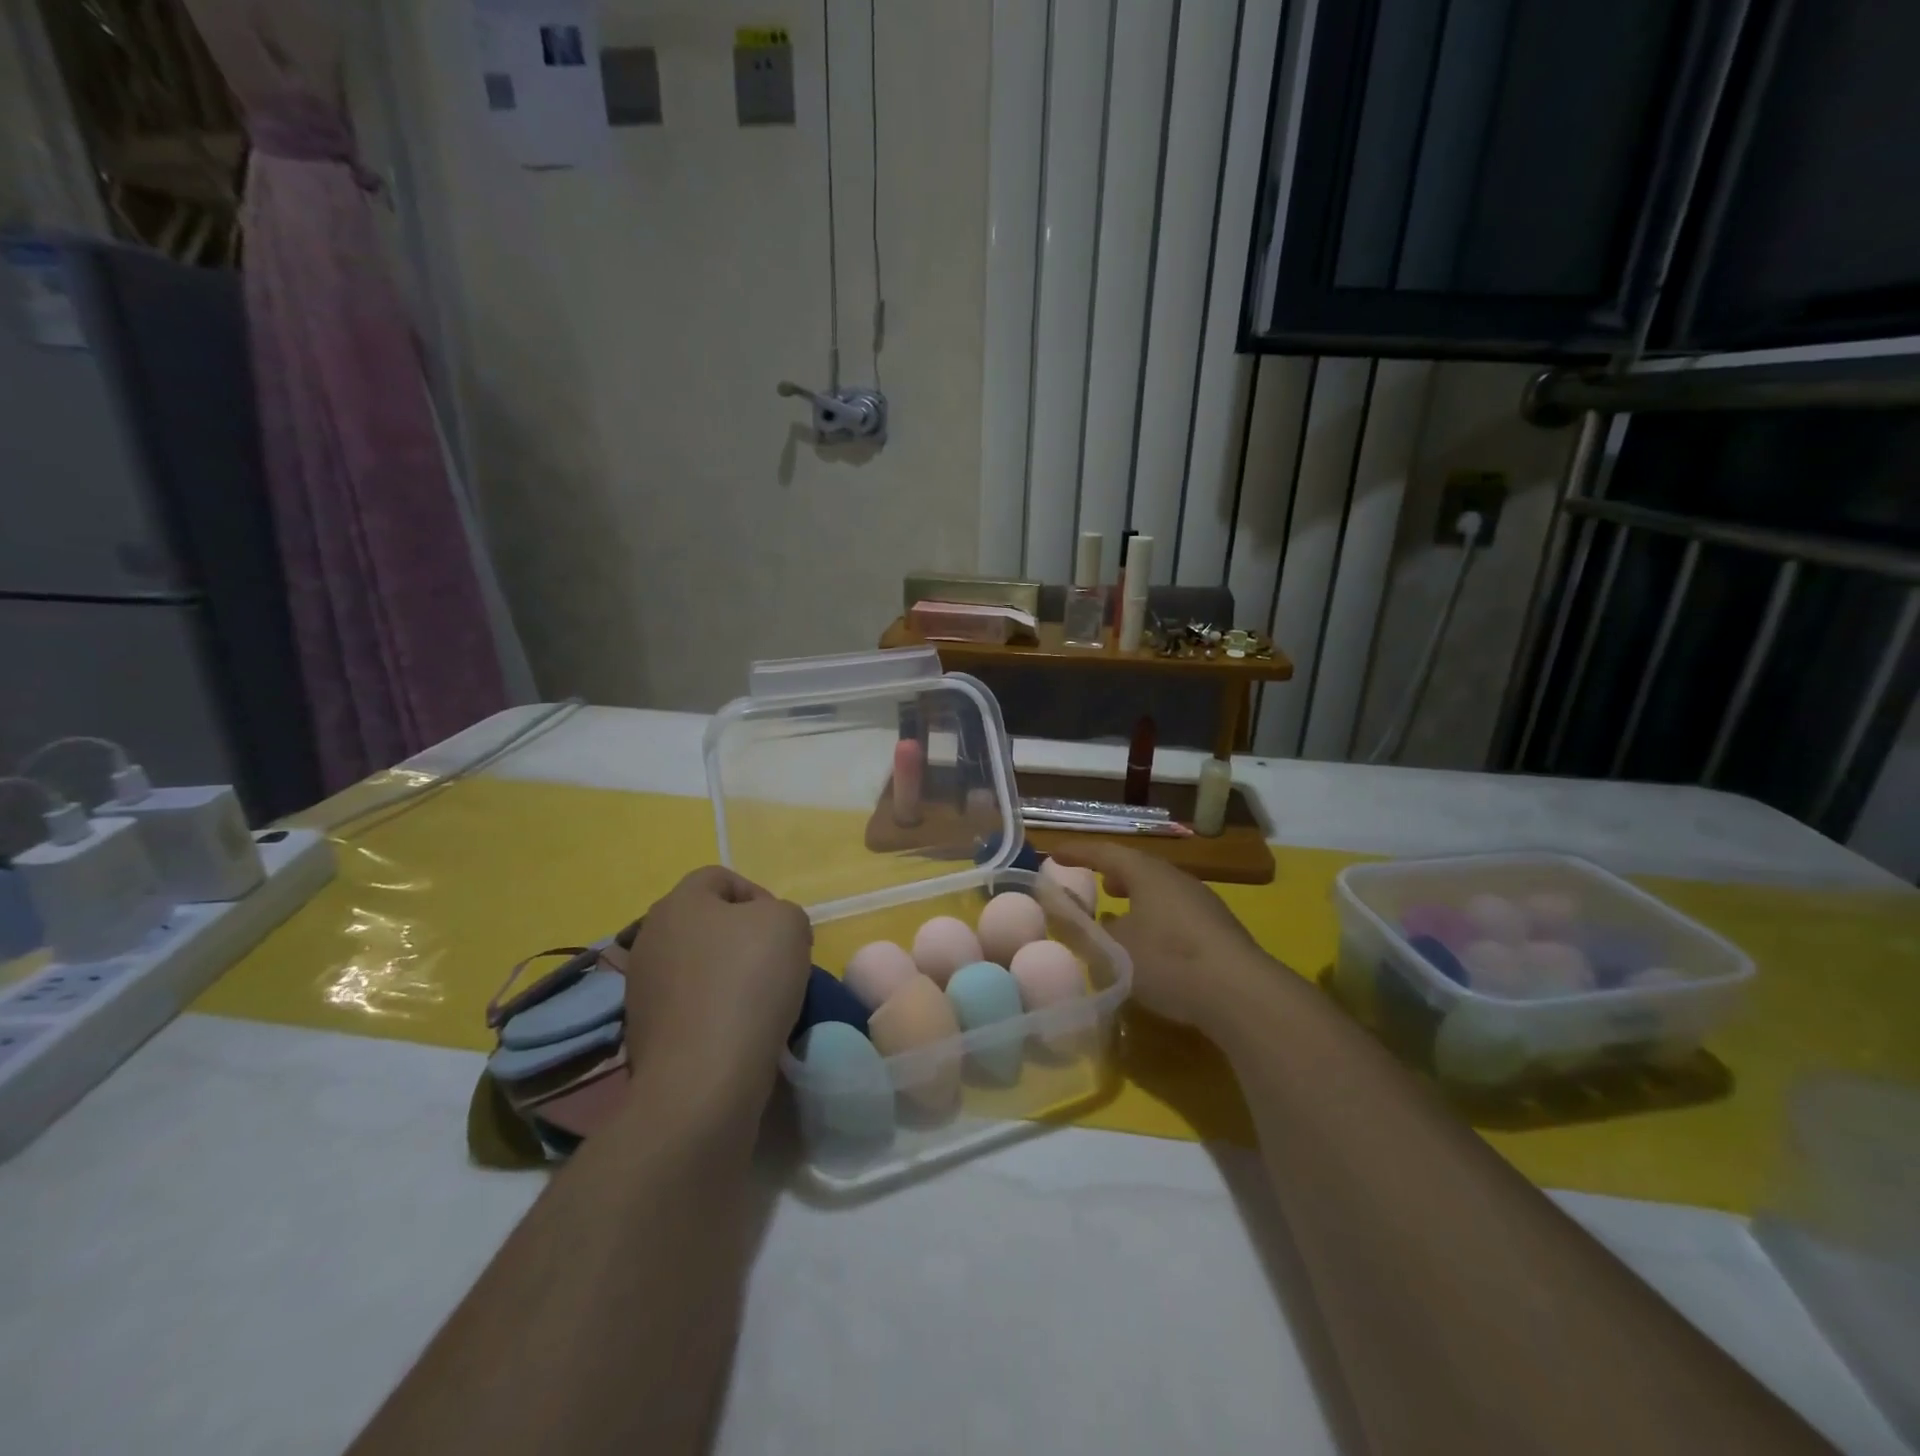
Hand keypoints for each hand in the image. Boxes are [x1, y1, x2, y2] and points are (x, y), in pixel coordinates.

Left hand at [623, 867, 812, 1109]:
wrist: (704, 1077)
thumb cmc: (748, 982)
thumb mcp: (789, 923)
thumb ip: (783, 912)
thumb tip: (769, 933)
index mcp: (677, 902)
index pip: (720, 877)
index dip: (759, 895)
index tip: (784, 931)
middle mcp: (650, 937)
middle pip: (706, 922)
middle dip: (743, 937)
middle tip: (777, 963)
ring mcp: (642, 986)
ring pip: (698, 964)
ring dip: (728, 974)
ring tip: (761, 1001)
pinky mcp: (644, 1030)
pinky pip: (690, 1004)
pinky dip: (714, 1010)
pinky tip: (738, 1030)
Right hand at [1049, 843, 1279, 1030]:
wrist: (1241, 994)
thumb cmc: (1168, 960)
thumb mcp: (1114, 948)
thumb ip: (1088, 929)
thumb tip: (1075, 916)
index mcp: (1147, 873)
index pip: (1105, 852)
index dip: (1078, 852)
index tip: (1054, 854)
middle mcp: (1176, 879)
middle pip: (1137, 867)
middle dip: (1112, 873)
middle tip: (1093, 883)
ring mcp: (1202, 903)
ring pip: (1159, 891)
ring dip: (1135, 897)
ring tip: (1118, 912)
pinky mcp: (1218, 929)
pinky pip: (1175, 912)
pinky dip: (1153, 917)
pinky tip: (1151, 943)